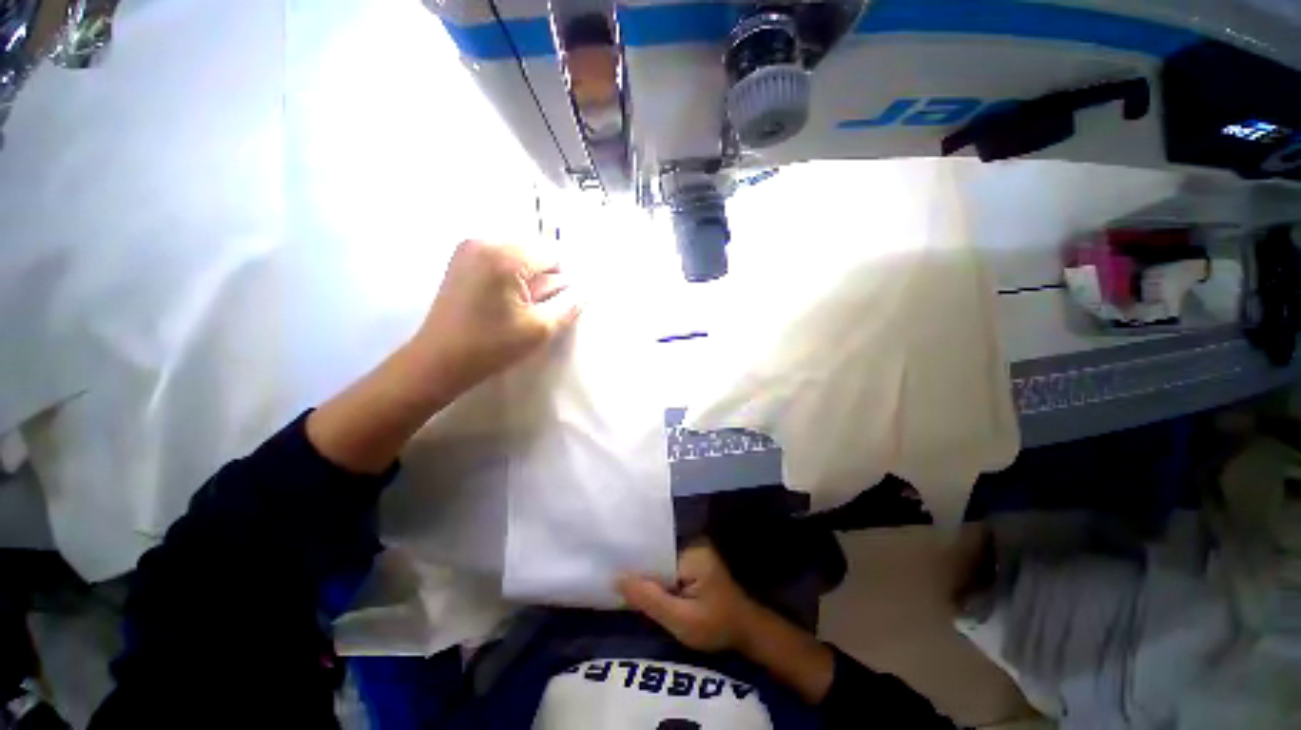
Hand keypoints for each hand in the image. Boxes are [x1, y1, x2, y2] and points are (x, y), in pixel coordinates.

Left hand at [412, 239, 581, 393]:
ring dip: (529, 276)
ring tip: (521, 305)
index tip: (560, 302)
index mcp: (504, 257)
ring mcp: (468, 248)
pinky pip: (501, 258)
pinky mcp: (461, 258)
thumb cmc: (492, 346)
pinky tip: (505, 300)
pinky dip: (511, 275)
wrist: (440, 360)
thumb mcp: (540, 328)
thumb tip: (586, 290)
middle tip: (537, 307)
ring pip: (519, 255)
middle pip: (534, 251)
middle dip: (544, 277)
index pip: (552, 254)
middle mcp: (484, 242)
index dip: (563, 279)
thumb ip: (569, 305)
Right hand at [617, 544, 760, 652]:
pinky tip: (644, 590)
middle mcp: (692, 543)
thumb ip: (650, 599)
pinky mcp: (693, 561)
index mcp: (692, 551)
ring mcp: (693, 551)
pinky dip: (657, 579)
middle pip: (656, 555)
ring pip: (660, 561)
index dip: (633, 563)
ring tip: (622, 584)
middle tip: (613, 581)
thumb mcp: (681, 620)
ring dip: (647, 576)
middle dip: (639, 570)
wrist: (746, 632)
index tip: (611, 571)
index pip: (654, 551)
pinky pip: (667, 566)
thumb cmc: (717, 626)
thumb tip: (616, 578)